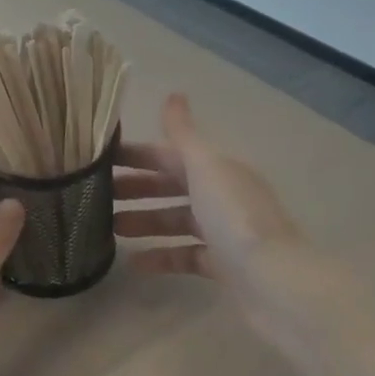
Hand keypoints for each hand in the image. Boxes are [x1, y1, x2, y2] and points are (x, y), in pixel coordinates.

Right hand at [115, 94, 303, 287]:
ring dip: (144, 221)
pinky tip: (134, 263)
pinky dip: (161, 257)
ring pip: (176, 220)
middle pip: (172, 186)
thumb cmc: (234, 216)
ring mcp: (223, 231)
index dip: (137, 155)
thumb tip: (174, 94)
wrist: (275, 281)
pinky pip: (185, 255)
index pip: (170, 154)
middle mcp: (221, 195)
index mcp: (217, 168)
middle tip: (99, 196)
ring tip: (110, 229)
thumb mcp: (205, 166)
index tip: (101, 160)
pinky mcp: (223, 265)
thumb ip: (183, 133)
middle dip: (137, 188)